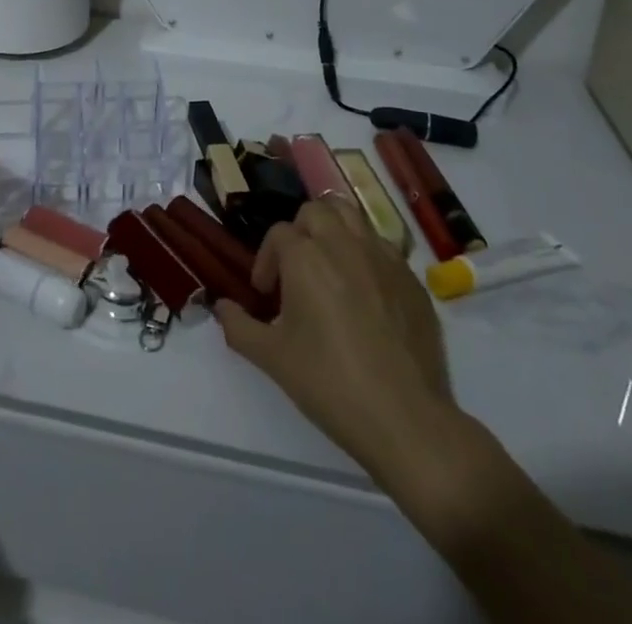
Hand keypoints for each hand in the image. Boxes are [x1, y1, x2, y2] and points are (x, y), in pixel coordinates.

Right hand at [215, 199, 465, 483]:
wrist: (405, 419)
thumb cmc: (330, 384)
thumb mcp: (272, 359)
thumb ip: (239, 326)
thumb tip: (221, 307)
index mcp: (306, 257)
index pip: (278, 234)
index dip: (266, 260)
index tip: (265, 294)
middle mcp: (344, 244)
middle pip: (315, 211)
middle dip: (300, 233)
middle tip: (296, 270)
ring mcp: (382, 257)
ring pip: (351, 216)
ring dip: (334, 230)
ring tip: (329, 266)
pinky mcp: (411, 278)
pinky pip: (382, 246)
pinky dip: (366, 254)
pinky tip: (365, 293)